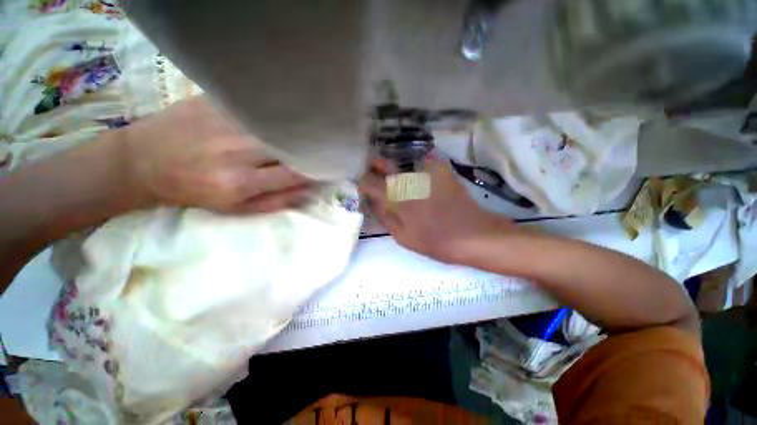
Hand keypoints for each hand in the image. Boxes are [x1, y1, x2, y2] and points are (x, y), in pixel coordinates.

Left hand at [119, 96, 311, 213]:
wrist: (143, 163)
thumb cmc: (194, 192)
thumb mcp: (236, 209)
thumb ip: (277, 202)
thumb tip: (310, 193)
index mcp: (241, 183)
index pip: (296, 174)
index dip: (317, 170)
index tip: (328, 168)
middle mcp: (236, 152)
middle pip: (290, 146)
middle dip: (311, 148)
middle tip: (322, 147)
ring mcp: (224, 123)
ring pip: (278, 124)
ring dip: (296, 129)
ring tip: (306, 131)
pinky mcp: (214, 102)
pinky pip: (257, 106)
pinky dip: (275, 112)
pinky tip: (281, 114)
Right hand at [358, 155, 518, 262]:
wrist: (474, 235)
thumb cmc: (436, 241)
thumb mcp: (402, 236)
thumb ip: (384, 216)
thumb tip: (372, 200)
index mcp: (395, 197)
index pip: (368, 181)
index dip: (363, 183)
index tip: (365, 189)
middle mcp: (407, 178)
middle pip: (382, 163)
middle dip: (375, 168)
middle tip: (376, 177)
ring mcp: (425, 171)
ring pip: (401, 165)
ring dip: (395, 172)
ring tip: (400, 185)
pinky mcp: (440, 170)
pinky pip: (421, 165)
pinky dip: (416, 172)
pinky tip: (421, 183)